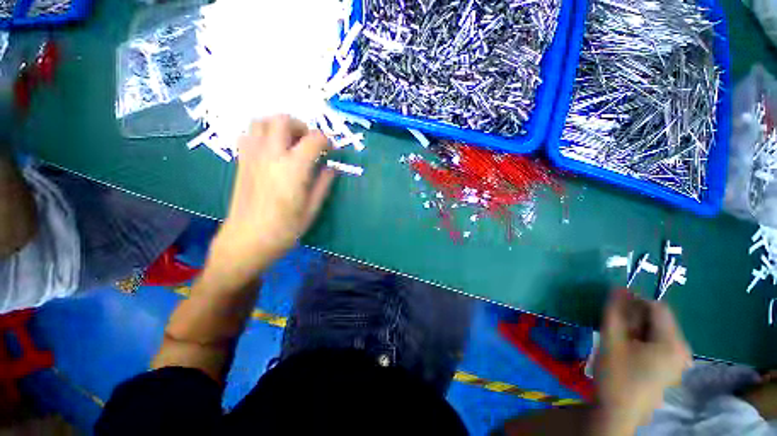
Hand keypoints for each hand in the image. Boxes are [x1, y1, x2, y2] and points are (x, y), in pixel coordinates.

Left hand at [206, 115, 335, 287]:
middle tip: (310, 142)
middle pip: (283, 120)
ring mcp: (252, 156)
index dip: (327, 141)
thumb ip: (323, 184)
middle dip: (301, 126)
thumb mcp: (312, 209)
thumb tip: (332, 168)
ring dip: (279, 126)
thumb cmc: (285, 229)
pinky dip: (263, 134)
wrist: (247, 240)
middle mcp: (271, 155)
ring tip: (291, 142)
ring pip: (261, 122)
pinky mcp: (241, 162)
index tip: (331, 151)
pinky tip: (272, 151)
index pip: (314, 139)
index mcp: (293, 168)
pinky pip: (249, 135)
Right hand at [593, 289, 690, 434]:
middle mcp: (682, 349)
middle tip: (616, 329)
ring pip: (657, 331)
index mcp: (672, 343)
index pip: (657, 307)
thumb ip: (615, 311)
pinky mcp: (672, 367)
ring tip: (620, 341)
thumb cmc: (615, 375)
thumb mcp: (611, 340)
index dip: (634, 302)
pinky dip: (642, 340)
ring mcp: (679, 360)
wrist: (617, 411)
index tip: (615, 310)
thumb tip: (618, 286)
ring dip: (637, 329)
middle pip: (659, 319)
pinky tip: (628, 351)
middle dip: (635, 318)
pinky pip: (658, 342)